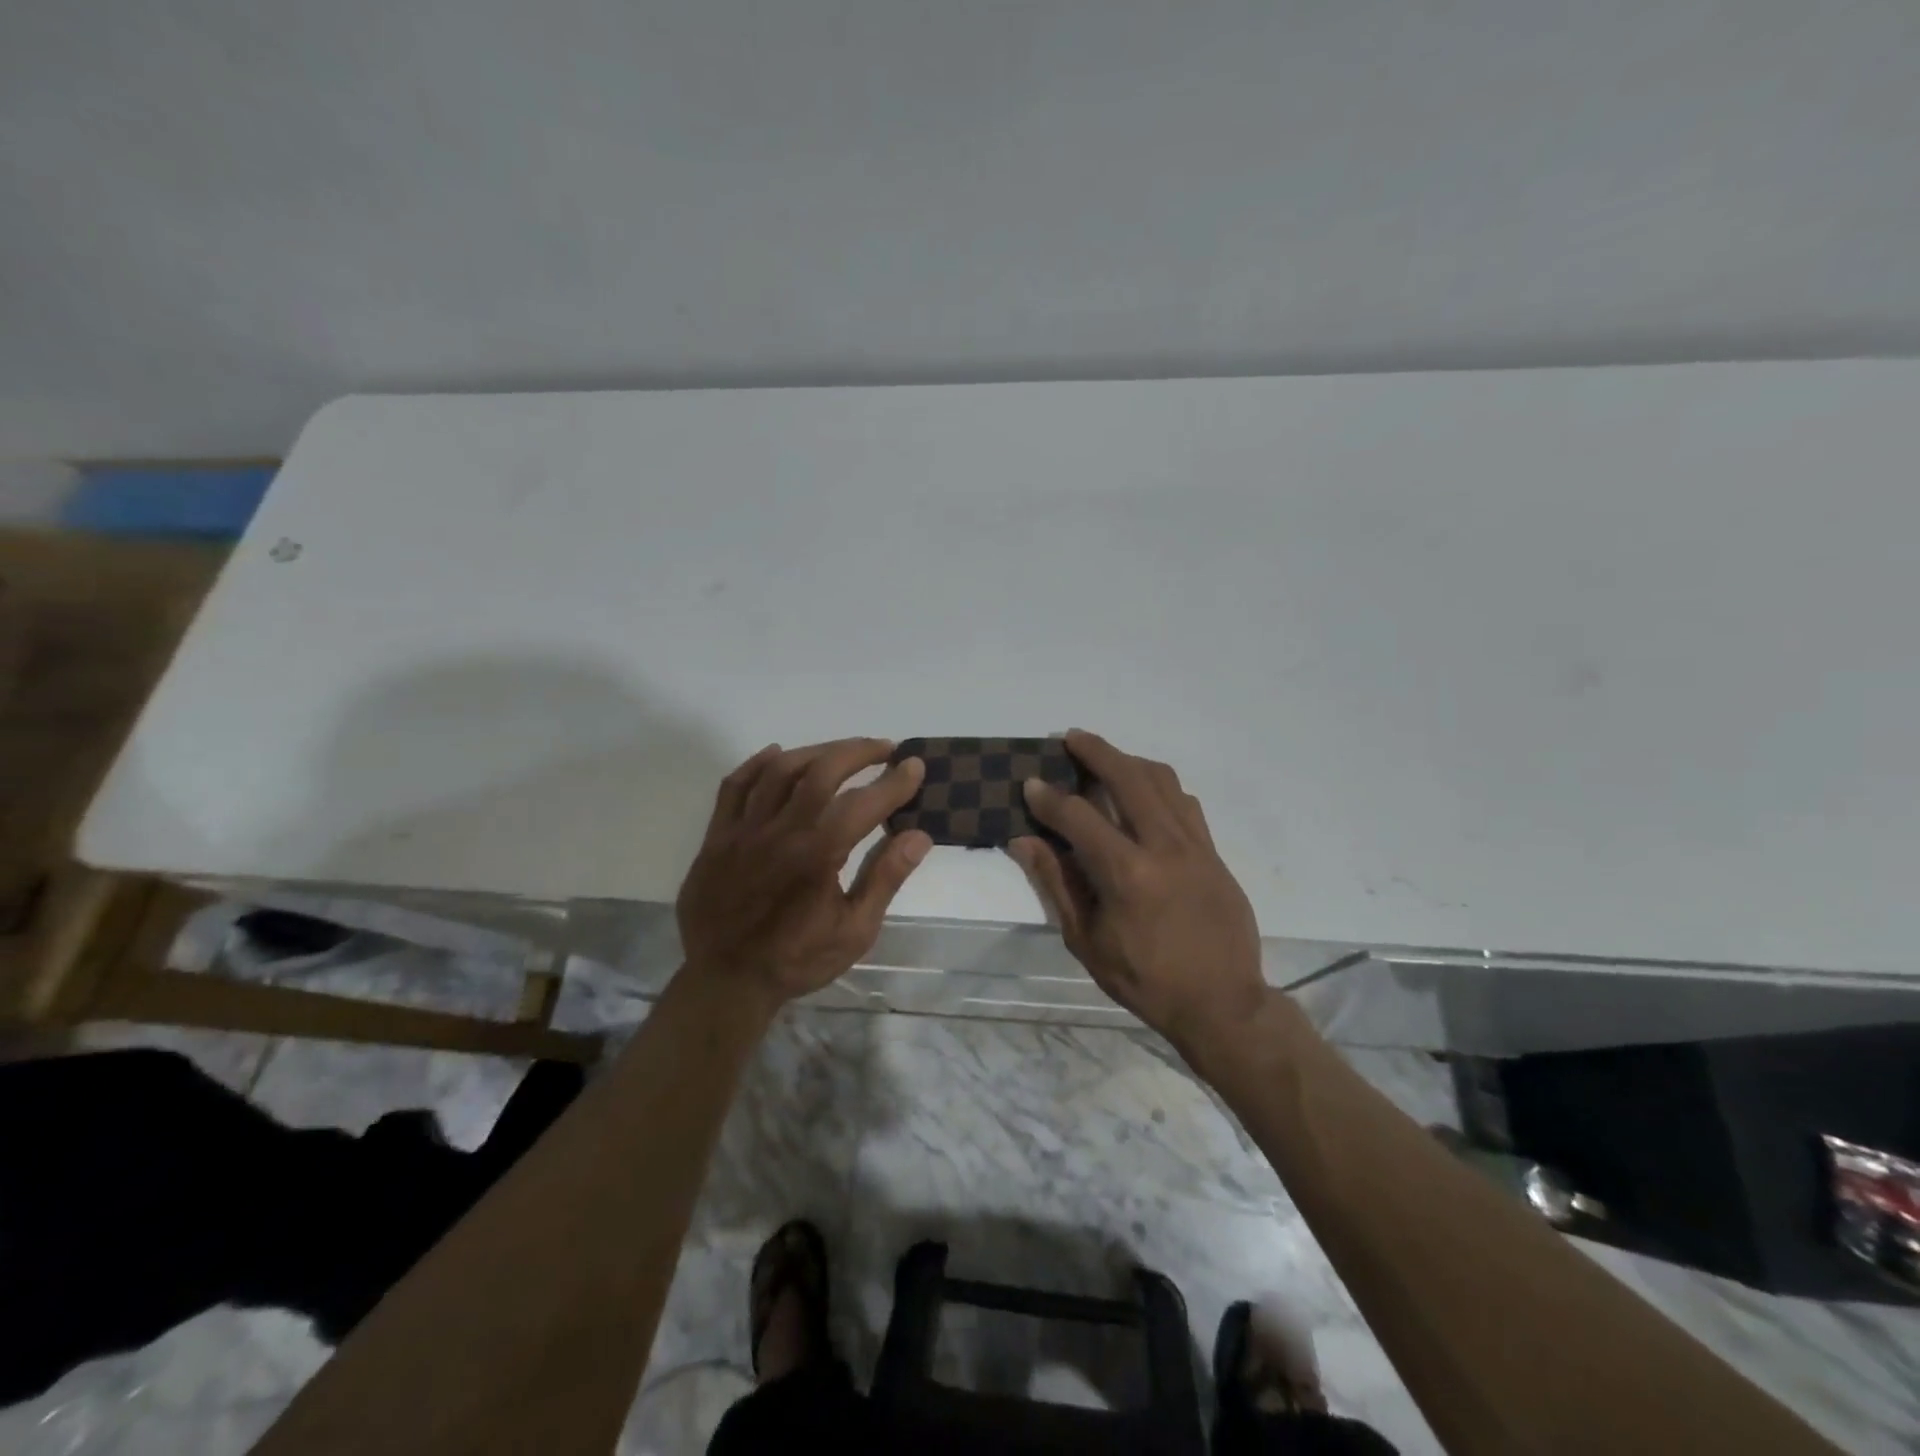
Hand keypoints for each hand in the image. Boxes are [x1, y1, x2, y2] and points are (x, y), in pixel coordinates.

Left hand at [677, 739, 931, 1010]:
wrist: (725, 982)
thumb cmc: (797, 960)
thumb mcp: (855, 931)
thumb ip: (885, 878)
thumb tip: (919, 836)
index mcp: (818, 855)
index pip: (865, 803)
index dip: (895, 782)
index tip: (915, 765)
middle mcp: (781, 832)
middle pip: (821, 771)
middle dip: (858, 752)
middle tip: (884, 748)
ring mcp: (743, 830)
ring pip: (780, 770)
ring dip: (816, 751)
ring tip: (841, 751)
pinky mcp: (717, 836)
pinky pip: (734, 786)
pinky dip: (758, 764)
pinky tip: (778, 754)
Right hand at [1010, 729, 1265, 1056]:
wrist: (1222, 1003)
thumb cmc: (1145, 979)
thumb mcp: (1087, 940)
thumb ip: (1056, 883)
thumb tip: (1024, 841)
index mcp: (1126, 873)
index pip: (1079, 816)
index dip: (1049, 798)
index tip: (1030, 783)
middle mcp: (1163, 846)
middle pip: (1128, 777)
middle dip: (1096, 751)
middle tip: (1070, 737)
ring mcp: (1195, 845)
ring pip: (1163, 781)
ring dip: (1130, 761)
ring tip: (1107, 757)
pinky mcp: (1214, 852)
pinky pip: (1186, 803)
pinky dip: (1161, 787)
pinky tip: (1146, 794)